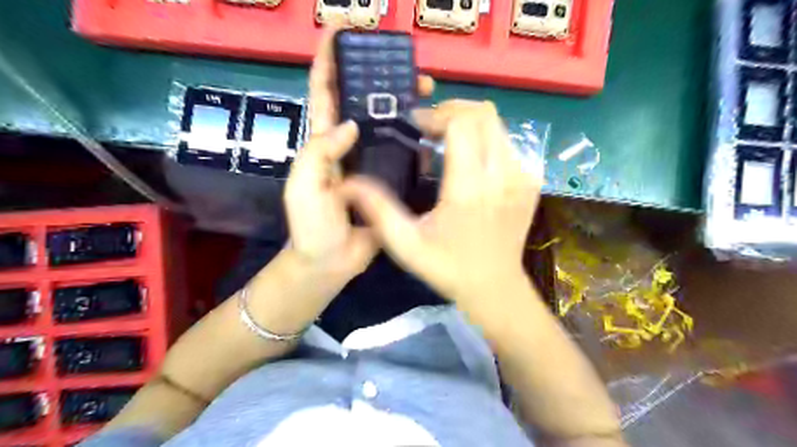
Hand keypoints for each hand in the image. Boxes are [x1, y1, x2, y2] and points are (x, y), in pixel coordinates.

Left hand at [283, 27, 435, 279]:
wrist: (332, 261)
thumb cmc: (311, 225)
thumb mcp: (304, 186)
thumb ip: (319, 153)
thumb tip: (351, 125)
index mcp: (322, 140)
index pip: (324, 91)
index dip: (328, 58)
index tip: (340, 28)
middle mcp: (348, 144)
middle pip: (362, 100)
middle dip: (378, 76)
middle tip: (405, 65)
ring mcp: (371, 160)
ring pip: (387, 123)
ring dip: (403, 103)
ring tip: (426, 91)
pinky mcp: (389, 178)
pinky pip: (404, 152)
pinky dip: (416, 138)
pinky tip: (432, 129)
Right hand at [339, 100, 545, 316]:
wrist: (495, 287)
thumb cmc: (448, 268)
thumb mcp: (406, 243)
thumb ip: (378, 209)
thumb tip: (350, 181)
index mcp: (470, 188)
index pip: (462, 124)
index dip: (437, 115)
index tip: (417, 126)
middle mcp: (502, 175)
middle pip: (484, 115)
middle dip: (453, 110)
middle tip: (429, 127)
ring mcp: (522, 177)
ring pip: (498, 126)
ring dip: (469, 124)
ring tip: (446, 140)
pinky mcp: (530, 182)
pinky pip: (508, 144)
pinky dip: (485, 140)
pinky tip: (469, 161)